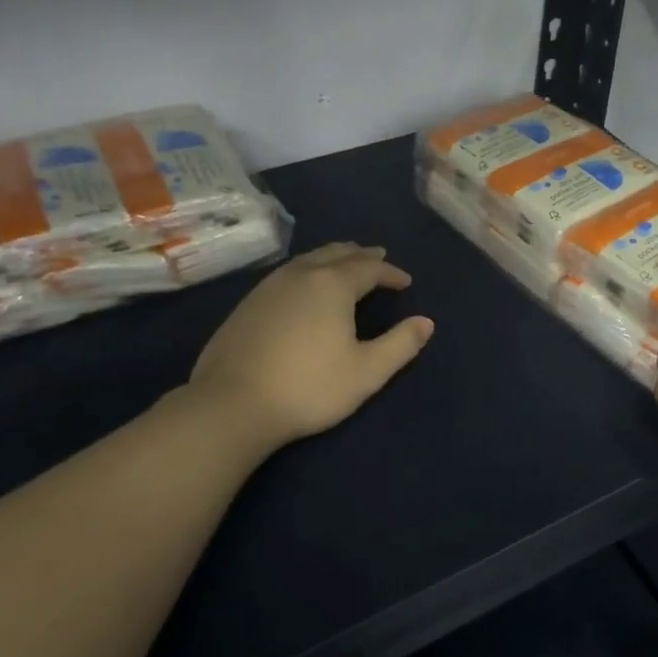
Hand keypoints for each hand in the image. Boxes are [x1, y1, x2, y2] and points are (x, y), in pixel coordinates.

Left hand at [186, 242, 433, 450]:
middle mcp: (301, 274)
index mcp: (333, 284)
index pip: (370, 268)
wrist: (232, 403)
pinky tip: (303, 286)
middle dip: (361, 255)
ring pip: (309, 259)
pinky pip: (287, 273)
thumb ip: (400, 345)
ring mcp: (269, 286)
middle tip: (377, 257)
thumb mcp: (366, 372)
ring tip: (344, 263)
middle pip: (337, 253)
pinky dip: (307, 270)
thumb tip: (425, 322)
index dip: (391, 273)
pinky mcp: (248, 302)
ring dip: (332, 257)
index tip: (405, 281)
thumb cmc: (308, 387)